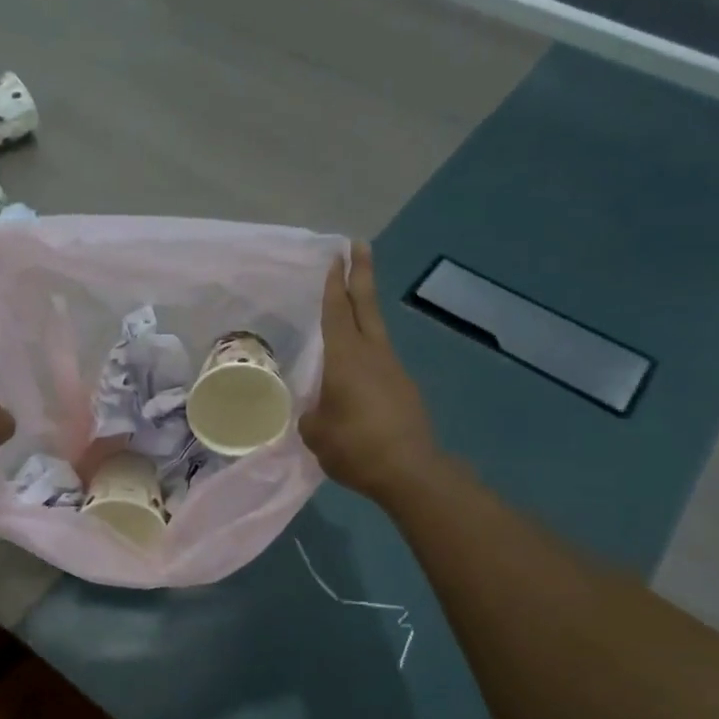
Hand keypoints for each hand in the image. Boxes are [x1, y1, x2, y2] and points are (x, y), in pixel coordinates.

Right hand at [300, 242, 443, 509]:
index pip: (337, 311)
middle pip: (365, 306)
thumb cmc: (355, 446)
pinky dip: (366, 350)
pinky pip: (380, 359)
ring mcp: (393, 370)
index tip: (336, 255)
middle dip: (360, 275)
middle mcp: (372, 354)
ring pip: (375, 331)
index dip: (334, 283)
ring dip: (364, 312)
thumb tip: (313, 410)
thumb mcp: (315, 432)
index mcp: (345, 358)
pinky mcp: (403, 389)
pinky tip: (354, 369)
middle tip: (358, 246)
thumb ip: (309, 413)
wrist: (409, 472)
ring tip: (350, 305)